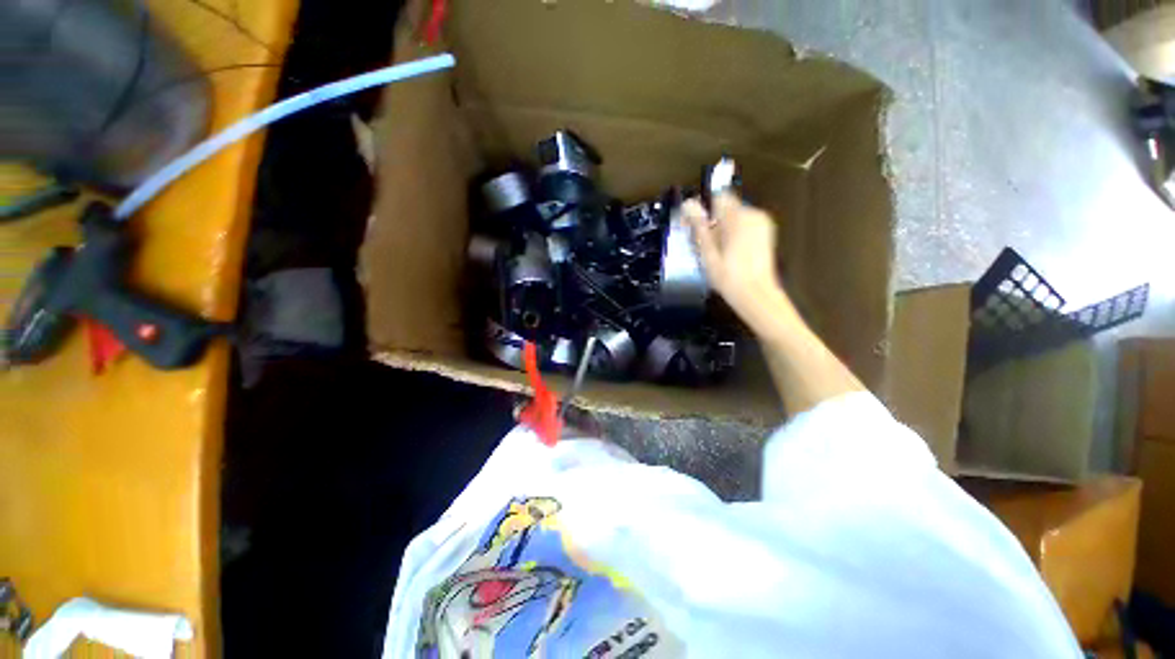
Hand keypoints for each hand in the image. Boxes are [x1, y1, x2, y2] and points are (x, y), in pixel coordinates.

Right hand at [683, 193, 785, 320]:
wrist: (756, 295)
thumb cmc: (728, 277)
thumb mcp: (708, 253)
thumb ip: (699, 226)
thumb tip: (689, 203)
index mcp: (738, 217)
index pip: (718, 197)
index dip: (703, 208)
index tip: (693, 225)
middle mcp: (753, 214)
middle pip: (726, 207)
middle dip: (712, 221)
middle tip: (702, 244)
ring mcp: (762, 223)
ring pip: (735, 216)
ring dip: (722, 228)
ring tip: (715, 252)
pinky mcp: (766, 232)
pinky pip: (745, 224)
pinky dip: (734, 233)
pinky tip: (729, 252)